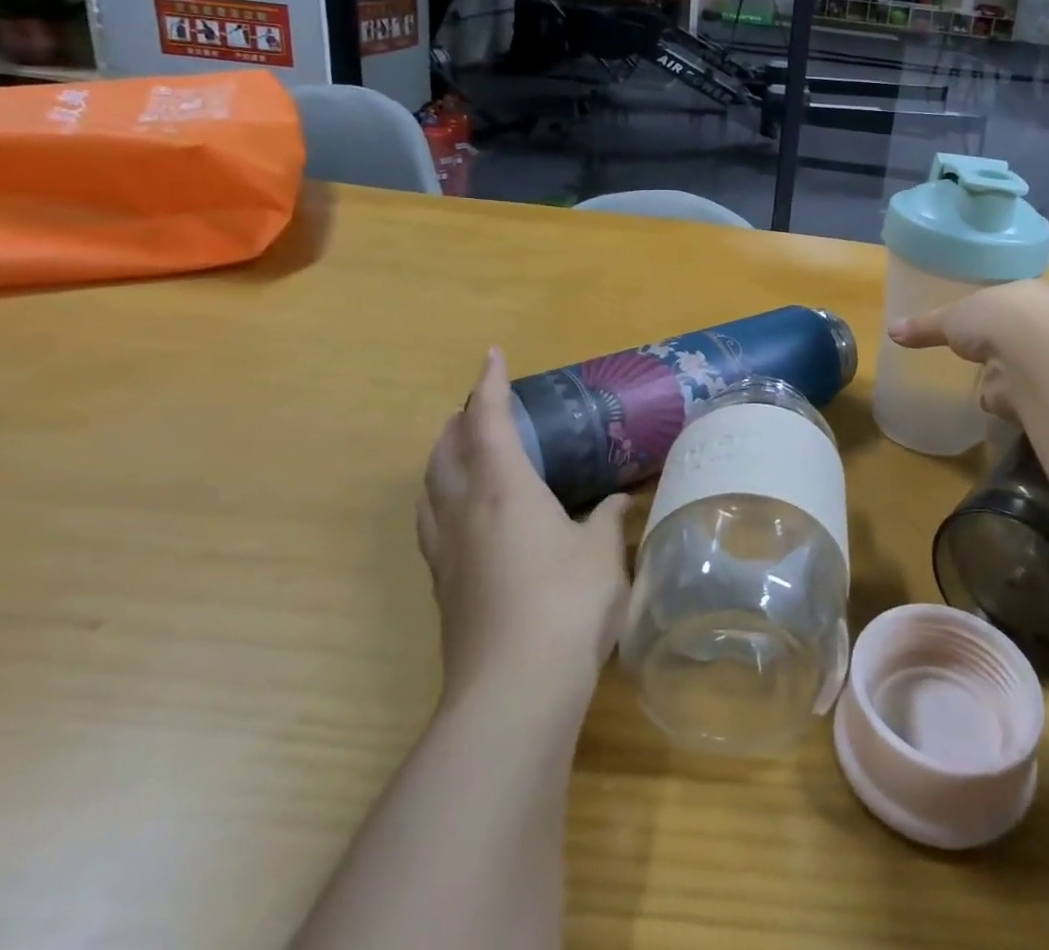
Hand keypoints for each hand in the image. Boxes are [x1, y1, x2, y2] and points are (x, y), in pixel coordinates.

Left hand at [417, 348, 629, 705]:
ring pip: (429, 488)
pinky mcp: (443, 587)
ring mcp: (446, 552)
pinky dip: (440, 497)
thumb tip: (618, 502)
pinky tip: (461, 514)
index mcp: (504, 489)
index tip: (492, 356)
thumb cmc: (566, 604)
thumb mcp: (603, 555)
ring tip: (462, 450)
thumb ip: (609, 520)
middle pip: (446, 451)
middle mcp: (465, 511)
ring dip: (442, 458)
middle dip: (460, 420)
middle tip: (480, 406)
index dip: (488, 385)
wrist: (512, 692)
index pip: (487, 422)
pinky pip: (432, 522)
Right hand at [887, 278, 1048, 420]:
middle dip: (1002, 340)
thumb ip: (924, 326)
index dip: (1000, 305)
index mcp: (1026, 293)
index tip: (986, 313)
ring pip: (1021, 362)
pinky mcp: (1041, 391)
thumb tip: (892, 331)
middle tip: (980, 347)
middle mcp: (1043, 322)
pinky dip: (1002, 397)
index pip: (1015, 296)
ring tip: (984, 375)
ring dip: (1005, 371)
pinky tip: (989, 399)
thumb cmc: (995, 318)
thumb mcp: (951, 316)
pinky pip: (1015, 393)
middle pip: (1020, 330)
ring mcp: (1045, 359)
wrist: (1032, 359)